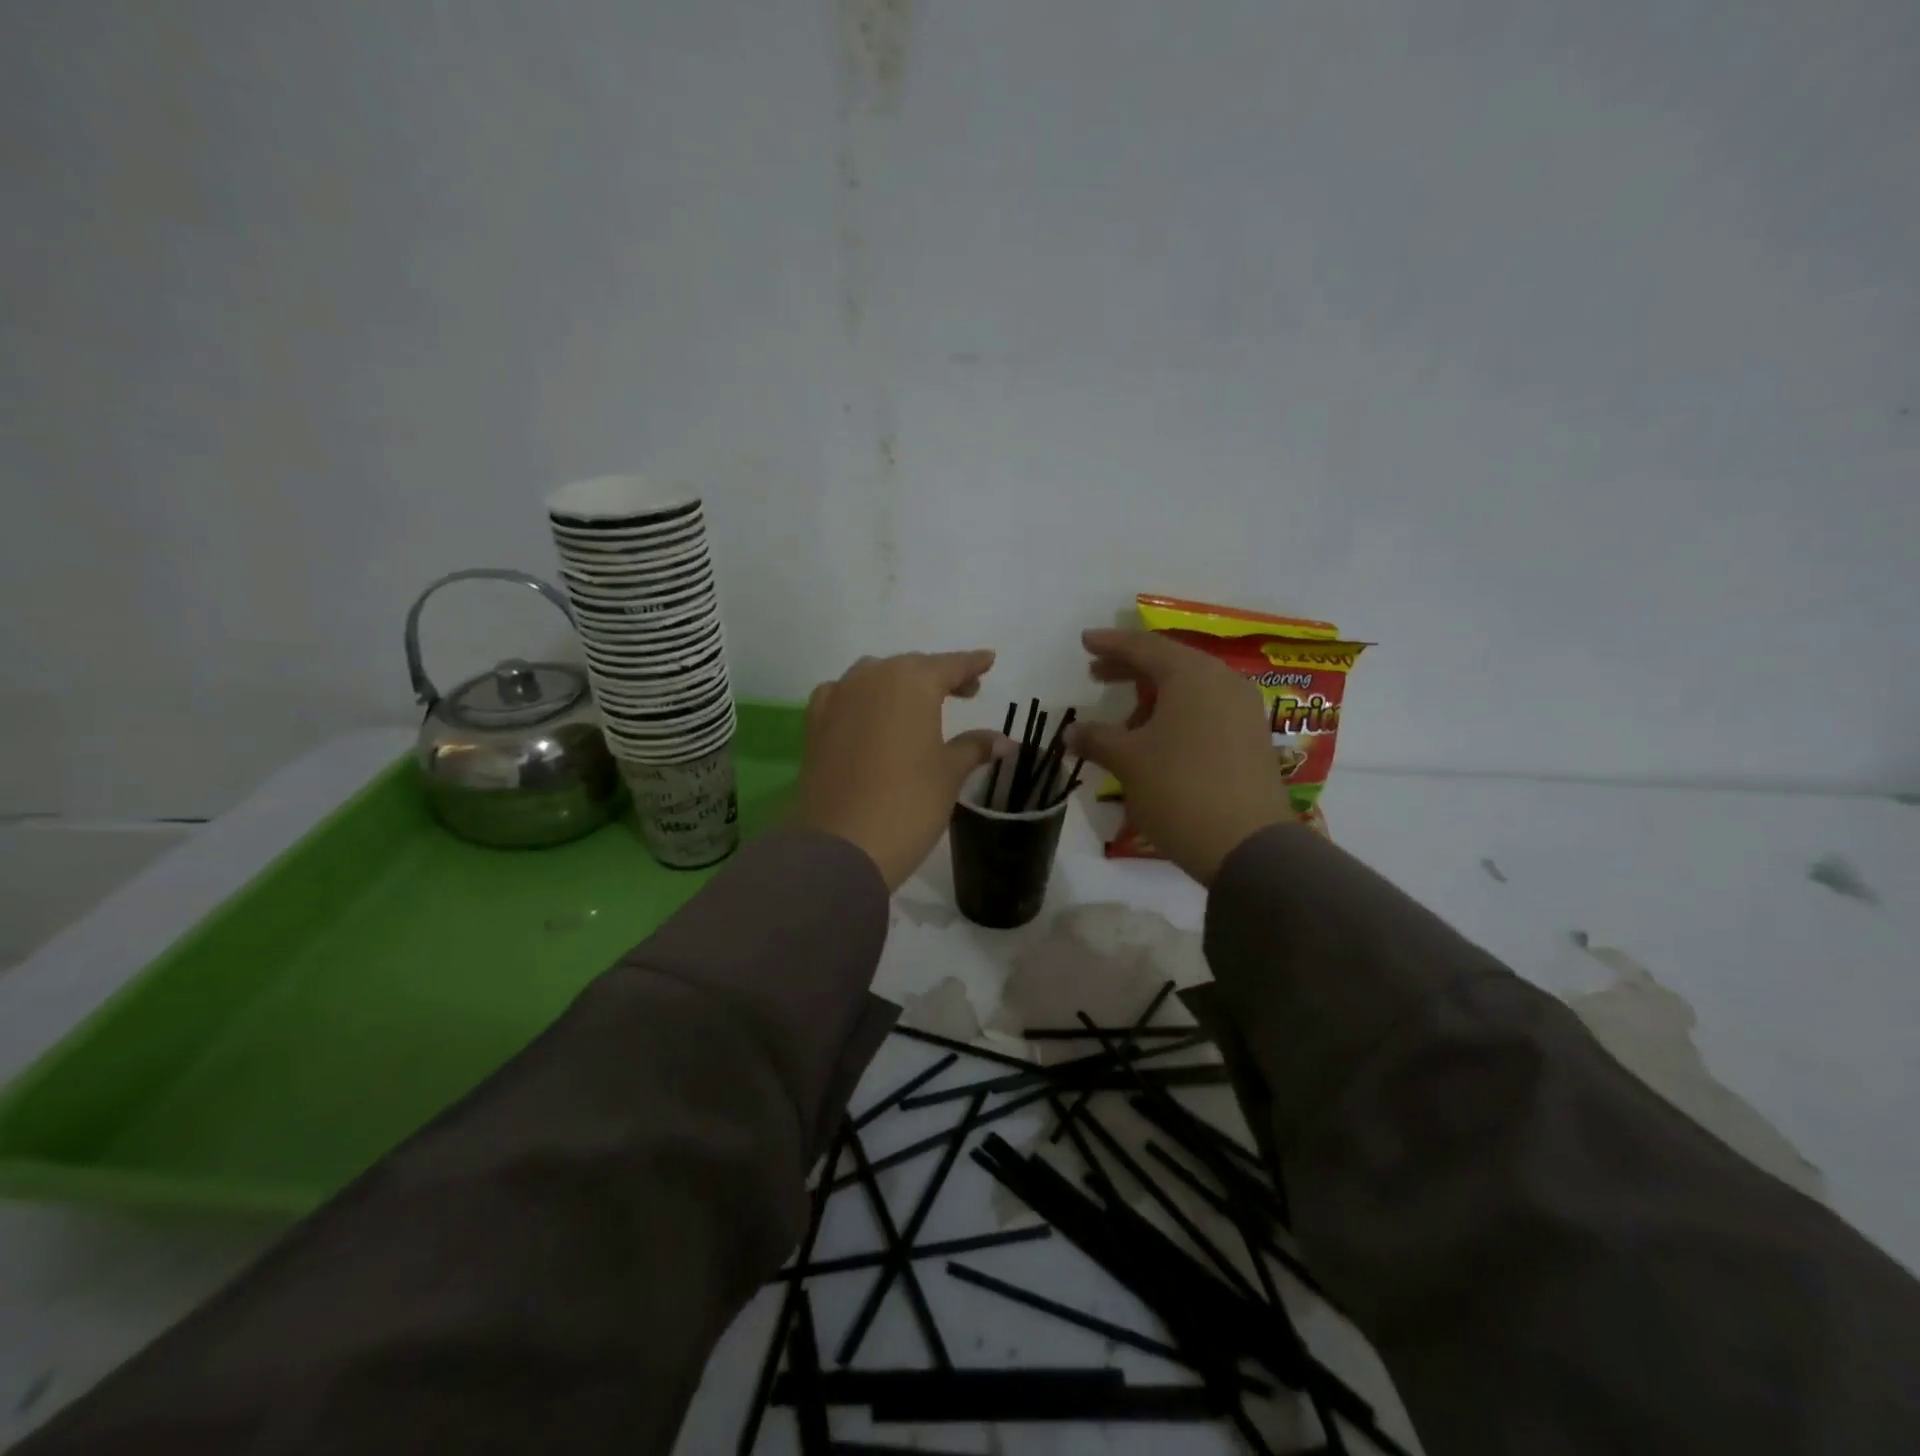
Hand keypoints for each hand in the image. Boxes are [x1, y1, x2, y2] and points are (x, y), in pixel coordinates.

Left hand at [795, 650, 1004, 890]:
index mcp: (911, 682)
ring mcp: (837, 698)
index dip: (971, 664)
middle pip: (911, 668)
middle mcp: (871, 678)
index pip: (949, 665)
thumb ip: (974, 747)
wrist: (841, 845)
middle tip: (963, 691)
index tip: (988, 660)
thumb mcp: (949, 774)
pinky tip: (868, 716)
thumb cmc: (909, 803)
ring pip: (874, 677)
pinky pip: (842, 696)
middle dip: (938, 676)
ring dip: (899, 684)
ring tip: (918, 706)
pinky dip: (861, 698)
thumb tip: (1002, 741)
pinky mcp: (814, 724)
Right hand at [1065, 628, 1295, 884]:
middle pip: (1170, 663)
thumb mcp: (1128, 761)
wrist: (1249, 846)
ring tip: (1124, 721)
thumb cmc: (1180, 789)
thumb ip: (1097, 738)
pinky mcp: (1251, 740)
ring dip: (1153, 697)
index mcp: (1192, 675)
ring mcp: (1243, 711)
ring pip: (1190, 689)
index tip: (1085, 641)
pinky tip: (1157, 740)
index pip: (1144, 647)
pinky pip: (1206, 711)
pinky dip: (1176, 715)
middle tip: (1097, 674)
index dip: (1111, 644)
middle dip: (1130, 668)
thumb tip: (1070, 732)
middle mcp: (1223, 682)